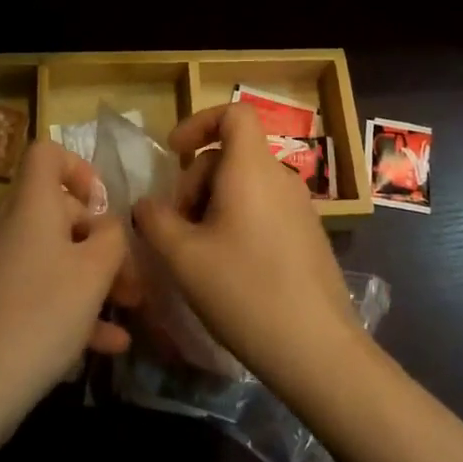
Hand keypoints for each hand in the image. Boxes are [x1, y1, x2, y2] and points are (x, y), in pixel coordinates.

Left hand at [0, 141, 132, 419]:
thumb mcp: (95, 272)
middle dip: (99, 240)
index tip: (103, 206)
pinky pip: (35, 288)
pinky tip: (107, 343)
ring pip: (51, 254)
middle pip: (57, 211)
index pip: (47, 153)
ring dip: (91, 277)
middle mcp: (6, 224)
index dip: (80, 168)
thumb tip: (106, 227)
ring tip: (128, 308)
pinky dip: (68, 304)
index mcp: (29, 204)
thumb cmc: (42, 314)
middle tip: (130, 277)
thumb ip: (112, 237)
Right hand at [133, 103, 362, 393]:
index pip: (233, 113)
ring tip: (197, 253)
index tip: (174, 154)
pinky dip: (237, 220)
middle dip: (195, 180)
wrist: (317, 348)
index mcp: (252, 167)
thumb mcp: (183, 257)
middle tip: (176, 227)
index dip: (199, 122)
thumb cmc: (244, 291)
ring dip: (213, 204)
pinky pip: (264, 207)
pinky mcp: (307, 234)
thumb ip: (155, 221)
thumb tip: (145, 204)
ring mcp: (300, 206)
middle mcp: (280, 176)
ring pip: (245, 184)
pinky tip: (227, 267)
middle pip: (231, 154)